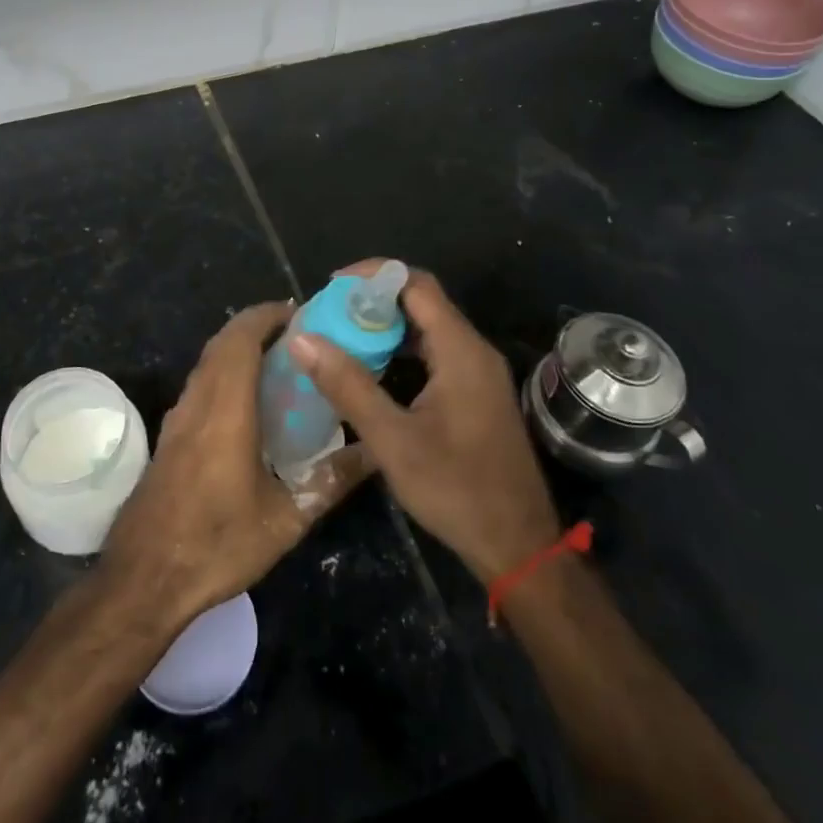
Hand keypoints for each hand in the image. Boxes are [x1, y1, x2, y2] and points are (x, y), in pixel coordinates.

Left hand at [101, 301, 371, 625]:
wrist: (144, 579)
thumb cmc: (217, 544)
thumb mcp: (285, 520)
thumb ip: (330, 482)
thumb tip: (374, 453)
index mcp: (225, 409)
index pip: (240, 339)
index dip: (266, 316)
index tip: (297, 312)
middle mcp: (198, 402)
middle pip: (222, 343)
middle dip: (256, 327)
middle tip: (297, 335)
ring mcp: (178, 418)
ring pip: (207, 362)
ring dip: (238, 348)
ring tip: (279, 362)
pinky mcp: (170, 437)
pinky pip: (200, 385)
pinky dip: (224, 372)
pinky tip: (248, 402)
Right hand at [291, 264, 560, 583]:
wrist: (519, 546)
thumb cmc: (456, 490)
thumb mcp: (393, 440)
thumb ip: (348, 385)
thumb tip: (303, 338)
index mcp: (460, 350)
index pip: (416, 284)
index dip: (373, 275)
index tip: (332, 287)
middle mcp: (473, 350)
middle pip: (422, 301)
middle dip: (373, 300)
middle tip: (329, 314)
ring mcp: (478, 373)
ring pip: (428, 328)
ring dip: (386, 326)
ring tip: (341, 337)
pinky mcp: (476, 394)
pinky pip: (435, 353)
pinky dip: (402, 351)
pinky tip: (372, 371)